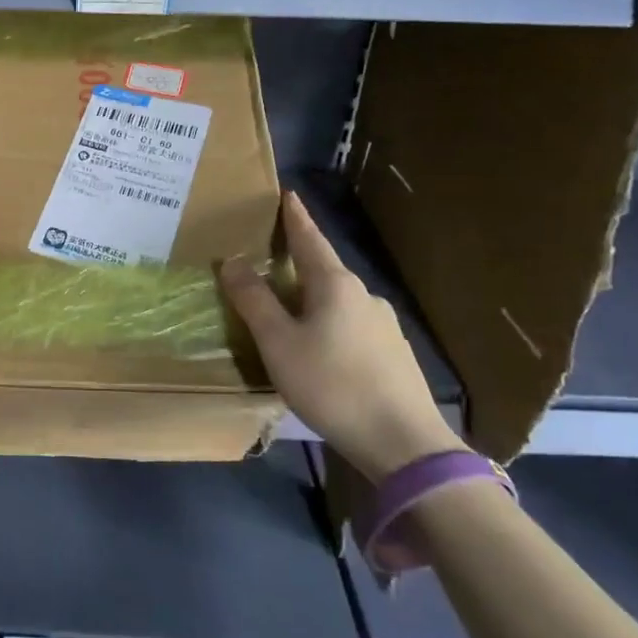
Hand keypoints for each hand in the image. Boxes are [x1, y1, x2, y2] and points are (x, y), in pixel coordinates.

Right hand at [221, 192, 462, 482]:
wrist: (405, 444)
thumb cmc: (333, 385)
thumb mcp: (279, 343)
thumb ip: (254, 301)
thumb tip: (232, 261)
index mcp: (335, 285)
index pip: (310, 239)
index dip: (295, 217)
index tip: (287, 194)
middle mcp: (364, 296)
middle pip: (324, 269)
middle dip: (298, 261)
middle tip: (271, 259)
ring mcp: (384, 326)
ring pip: (339, 301)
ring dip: (313, 298)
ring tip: (289, 312)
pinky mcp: (394, 355)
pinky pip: (352, 326)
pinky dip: (330, 325)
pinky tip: (321, 351)